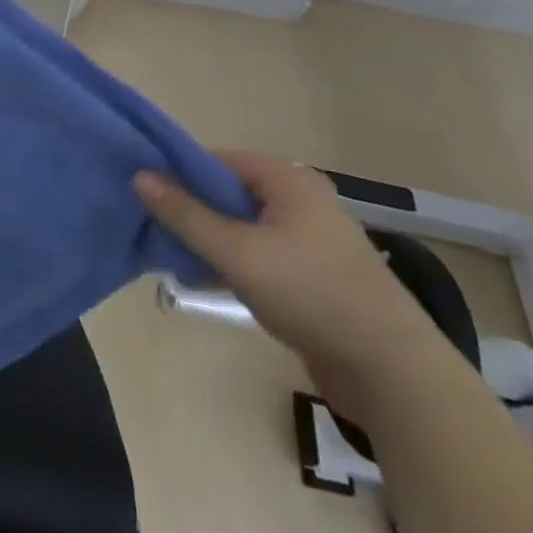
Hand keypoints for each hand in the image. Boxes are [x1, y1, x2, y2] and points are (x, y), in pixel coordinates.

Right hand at [136, 153, 451, 418]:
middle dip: (191, 211)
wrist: (392, 371)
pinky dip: (232, 263)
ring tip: (171, 257)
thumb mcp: (237, 252)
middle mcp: (300, 200)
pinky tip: (203, 281)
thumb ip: (186, 214)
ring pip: (242, 227)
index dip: (180, 174)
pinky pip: (259, 254)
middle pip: (229, 193)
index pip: (218, 160)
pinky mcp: (313, 275)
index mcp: (288, 180)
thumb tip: (139, 176)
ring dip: (209, 240)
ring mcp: (309, 239)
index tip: (146, 195)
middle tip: (153, 229)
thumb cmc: (310, 294)